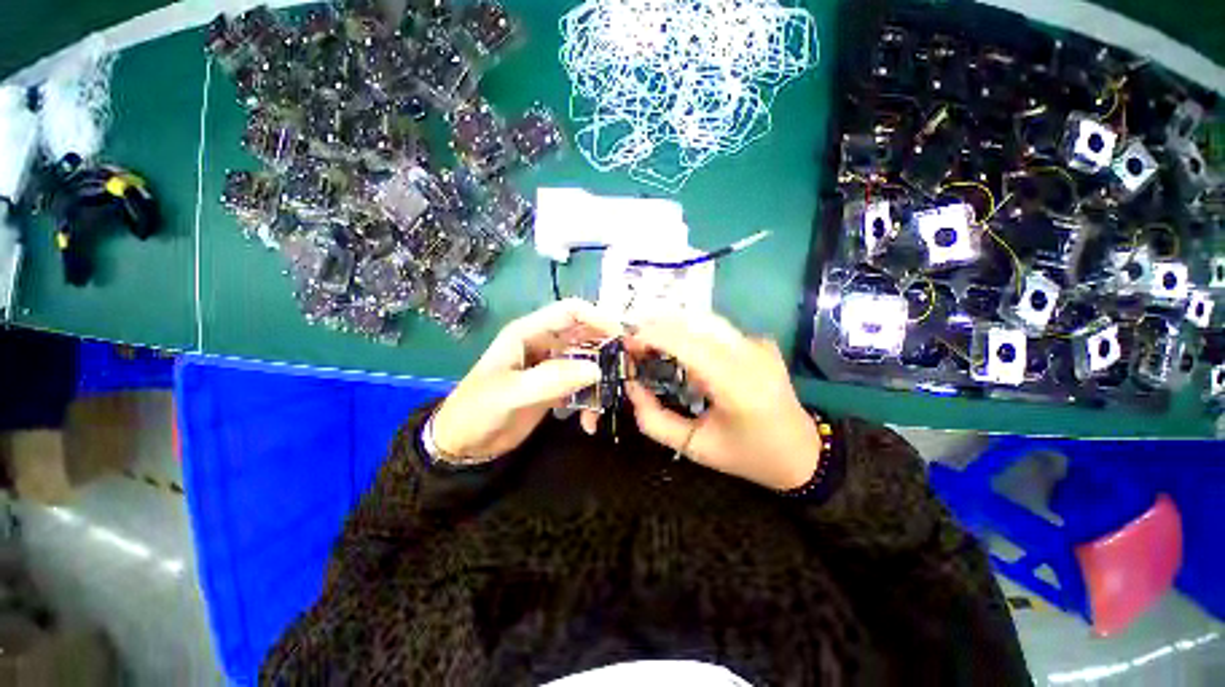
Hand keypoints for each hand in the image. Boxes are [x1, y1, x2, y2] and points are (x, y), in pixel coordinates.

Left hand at [431, 299, 623, 462]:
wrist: (463, 445)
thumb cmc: (478, 410)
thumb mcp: (510, 393)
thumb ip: (551, 379)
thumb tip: (597, 370)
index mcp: (530, 332)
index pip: (571, 312)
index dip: (599, 318)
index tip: (623, 337)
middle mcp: (545, 344)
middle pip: (586, 336)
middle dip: (608, 350)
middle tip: (628, 370)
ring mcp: (552, 367)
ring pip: (589, 363)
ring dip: (602, 381)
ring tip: (609, 402)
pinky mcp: (556, 388)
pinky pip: (583, 387)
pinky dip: (591, 401)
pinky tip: (589, 423)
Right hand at [624, 314, 821, 490]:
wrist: (802, 453)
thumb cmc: (746, 455)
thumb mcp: (694, 447)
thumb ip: (655, 421)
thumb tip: (631, 386)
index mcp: (737, 387)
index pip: (689, 345)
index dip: (655, 336)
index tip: (629, 342)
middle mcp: (751, 356)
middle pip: (697, 323)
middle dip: (659, 325)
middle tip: (635, 340)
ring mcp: (760, 345)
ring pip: (707, 320)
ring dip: (674, 324)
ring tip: (650, 338)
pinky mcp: (761, 343)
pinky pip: (719, 329)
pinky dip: (692, 331)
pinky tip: (680, 345)